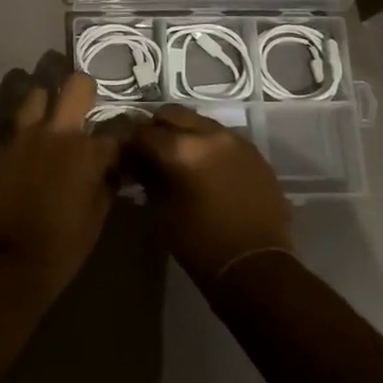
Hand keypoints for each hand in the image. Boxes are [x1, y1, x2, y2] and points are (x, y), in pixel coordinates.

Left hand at [0, 73, 119, 301]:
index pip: (115, 130)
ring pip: (34, 96)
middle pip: (75, 85)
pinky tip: (18, 159)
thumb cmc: (62, 246)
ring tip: (45, 125)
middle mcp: (54, 132)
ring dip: (44, 106)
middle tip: (81, 105)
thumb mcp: (97, 216)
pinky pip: (9, 133)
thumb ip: (107, 183)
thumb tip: (114, 168)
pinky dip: (18, 141)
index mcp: (86, 151)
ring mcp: (19, 136)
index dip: (121, 135)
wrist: (7, 263)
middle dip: (83, 90)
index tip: (120, 142)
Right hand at [125, 104, 292, 283]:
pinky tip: (206, 169)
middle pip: (173, 114)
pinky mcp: (255, 154)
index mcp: (182, 149)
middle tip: (151, 151)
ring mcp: (237, 142)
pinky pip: (224, 139)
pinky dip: (209, 146)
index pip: (144, 132)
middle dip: (158, 128)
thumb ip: (148, 178)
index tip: (126, 155)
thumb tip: (139, 163)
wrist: (257, 268)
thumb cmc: (201, 244)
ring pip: (201, 122)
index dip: (130, 143)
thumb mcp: (162, 211)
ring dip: (185, 134)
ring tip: (180, 158)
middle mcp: (210, 135)